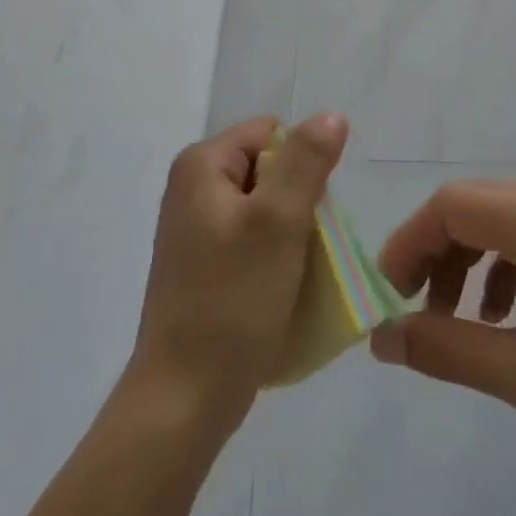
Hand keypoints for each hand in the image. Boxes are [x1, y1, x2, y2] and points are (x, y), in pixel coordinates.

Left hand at [129, 114, 349, 428]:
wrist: (184, 399)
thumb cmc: (232, 301)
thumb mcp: (279, 222)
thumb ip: (307, 162)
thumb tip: (331, 116)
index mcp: (201, 165)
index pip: (271, 134)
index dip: (300, 166)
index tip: (305, 215)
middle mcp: (192, 187)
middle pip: (268, 169)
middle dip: (296, 202)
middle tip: (300, 249)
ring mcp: (194, 229)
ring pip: (264, 208)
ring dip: (288, 234)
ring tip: (293, 274)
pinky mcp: (201, 265)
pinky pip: (250, 240)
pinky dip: (272, 257)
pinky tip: (278, 291)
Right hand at [368, 179, 515, 477]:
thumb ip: (444, 349)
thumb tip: (381, 338)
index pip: (449, 206)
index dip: (409, 244)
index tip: (388, 293)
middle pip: (471, 207)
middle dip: (435, 255)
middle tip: (416, 310)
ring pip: (498, 218)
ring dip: (467, 261)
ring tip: (458, 319)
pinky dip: (503, 265)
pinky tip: (507, 316)